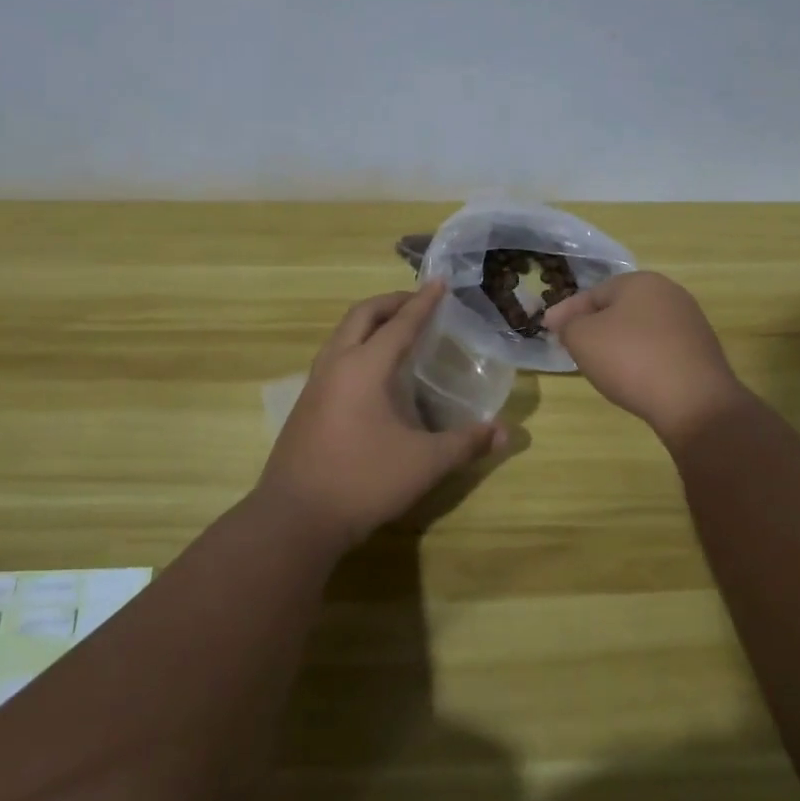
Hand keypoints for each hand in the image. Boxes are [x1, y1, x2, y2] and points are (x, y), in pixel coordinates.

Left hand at [257, 281, 506, 547]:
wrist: (295, 519)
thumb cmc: (363, 481)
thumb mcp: (425, 463)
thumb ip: (466, 443)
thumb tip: (505, 433)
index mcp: (365, 367)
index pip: (400, 323)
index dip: (423, 302)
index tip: (440, 281)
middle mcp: (336, 365)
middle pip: (362, 315)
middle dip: (391, 302)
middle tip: (417, 302)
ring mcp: (315, 385)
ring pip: (342, 335)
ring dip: (370, 323)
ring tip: (396, 331)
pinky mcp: (305, 406)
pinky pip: (334, 357)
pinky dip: (356, 346)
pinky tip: (372, 375)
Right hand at [545, 272, 749, 442]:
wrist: (694, 402)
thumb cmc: (631, 359)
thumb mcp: (582, 338)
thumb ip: (568, 325)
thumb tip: (566, 322)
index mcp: (640, 282)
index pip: (593, 293)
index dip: (566, 312)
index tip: (547, 328)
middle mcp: (669, 294)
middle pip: (619, 309)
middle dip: (594, 325)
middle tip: (572, 345)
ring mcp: (690, 323)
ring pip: (640, 329)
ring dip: (618, 343)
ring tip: (600, 364)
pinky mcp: (701, 352)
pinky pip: (659, 349)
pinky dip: (641, 359)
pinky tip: (633, 377)